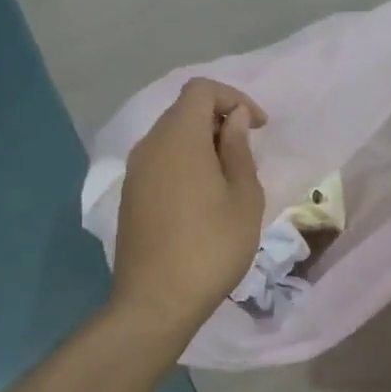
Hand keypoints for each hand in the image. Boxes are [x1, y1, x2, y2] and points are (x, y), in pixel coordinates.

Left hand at [112, 79, 266, 336]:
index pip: (201, 90)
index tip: (259, 127)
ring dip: (202, 144)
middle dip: (220, 120)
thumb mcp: (244, 197)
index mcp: (179, 138)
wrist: (157, 301)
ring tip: (230, 178)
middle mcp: (150, 146)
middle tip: (248, 153)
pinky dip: (185, 164)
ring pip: (171, 138)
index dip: (235, 98)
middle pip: (184, 111)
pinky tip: (204, 199)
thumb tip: (235, 119)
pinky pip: (161, 162)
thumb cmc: (212, 246)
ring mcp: (135, 172)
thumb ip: (239, 149)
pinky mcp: (130, 196)